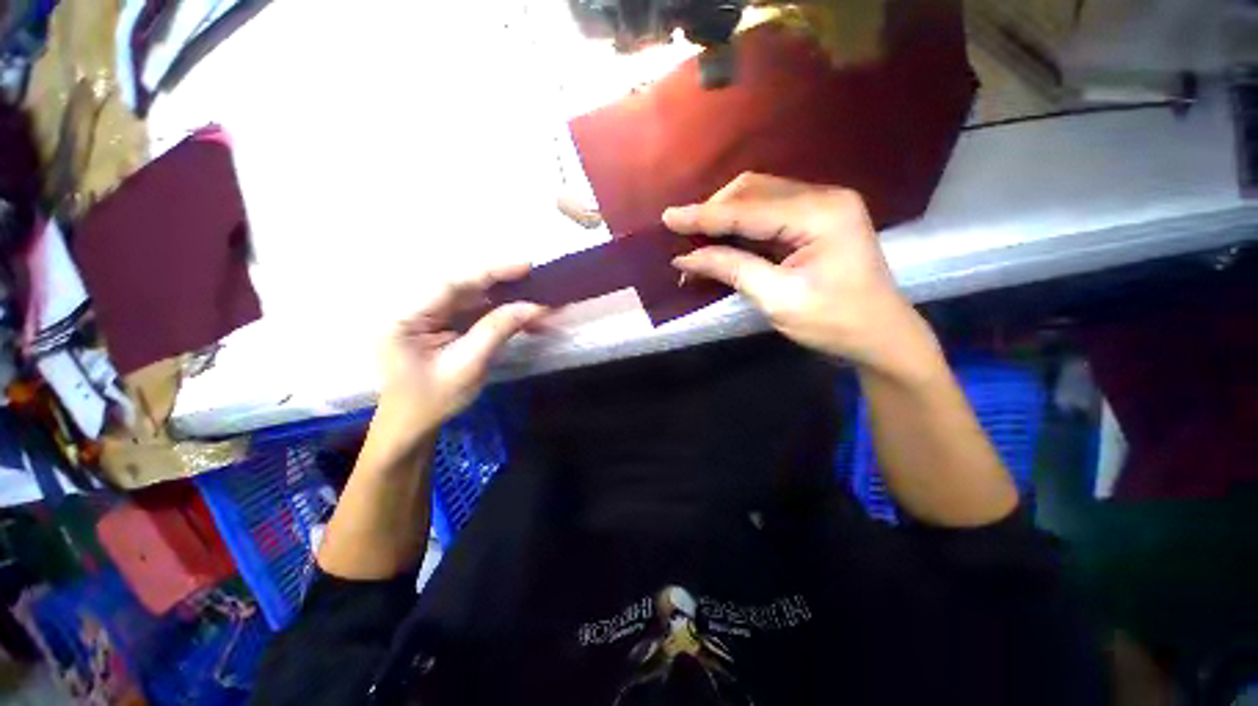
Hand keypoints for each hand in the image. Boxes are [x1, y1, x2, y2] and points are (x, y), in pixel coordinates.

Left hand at [368, 264, 546, 460]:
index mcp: (407, 317)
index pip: (451, 283)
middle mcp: (415, 309)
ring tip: (534, 299)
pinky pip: (473, 312)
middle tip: (536, 281)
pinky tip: (520, 316)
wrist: (413, 425)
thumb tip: (533, 306)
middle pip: (463, 287)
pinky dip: (498, 313)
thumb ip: (497, 330)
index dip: (490, 272)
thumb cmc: (433, 400)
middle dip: (502, 284)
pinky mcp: (442, 325)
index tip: (524, 266)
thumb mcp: (468, 366)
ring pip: (471, 298)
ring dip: (504, 299)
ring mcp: (428, 316)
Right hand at [665, 173, 939, 380]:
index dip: (704, 215)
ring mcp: (823, 206)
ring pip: (759, 197)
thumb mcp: (778, 299)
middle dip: (714, 211)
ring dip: (725, 216)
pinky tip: (723, 239)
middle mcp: (824, 197)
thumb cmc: (834, 323)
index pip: (748, 209)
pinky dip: (741, 225)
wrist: (881, 337)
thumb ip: (731, 269)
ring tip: (697, 238)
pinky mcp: (817, 220)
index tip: (667, 217)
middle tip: (683, 234)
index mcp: (820, 214)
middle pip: (753, 191)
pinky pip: (770, 212)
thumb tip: (685, 258)